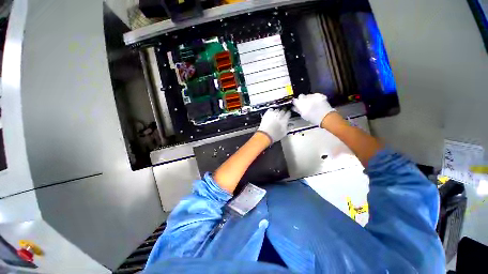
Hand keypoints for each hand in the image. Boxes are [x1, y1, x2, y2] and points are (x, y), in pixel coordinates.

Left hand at [257, 109, 290, 143]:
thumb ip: (289, 128)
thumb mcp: (284, 133)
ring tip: (276, 114)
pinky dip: (271, 111)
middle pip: (283, 110)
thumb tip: (291, 125)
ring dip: (277, 111)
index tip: (287, 115)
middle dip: (283, 112)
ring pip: (277, 109)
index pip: (288, 113)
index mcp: (284, 120)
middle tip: (282, 115)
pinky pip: (270, 109)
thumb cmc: (274, 135)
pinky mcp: (267, 114)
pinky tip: (271, 113)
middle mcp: (279, 116)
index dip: (288, 114)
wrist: (265, 135)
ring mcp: (273, 114)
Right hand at [292, 93, 335, 126]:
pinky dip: (315, 98)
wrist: (324, 116)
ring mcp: (312, 95)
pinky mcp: (319, 95)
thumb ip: (298, 110)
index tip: (297, 105)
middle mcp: (305, 97)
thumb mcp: (303, 115)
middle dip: (302, 99)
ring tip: (312, 103)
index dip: (296, 102)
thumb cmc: (312, 117)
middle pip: (301, 96)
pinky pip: (315, 95)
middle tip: (304, 104)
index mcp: (300, 103)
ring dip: (309, 98)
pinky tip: (317, 102)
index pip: (295, 100)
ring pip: (308, 95)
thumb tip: (294, 107)